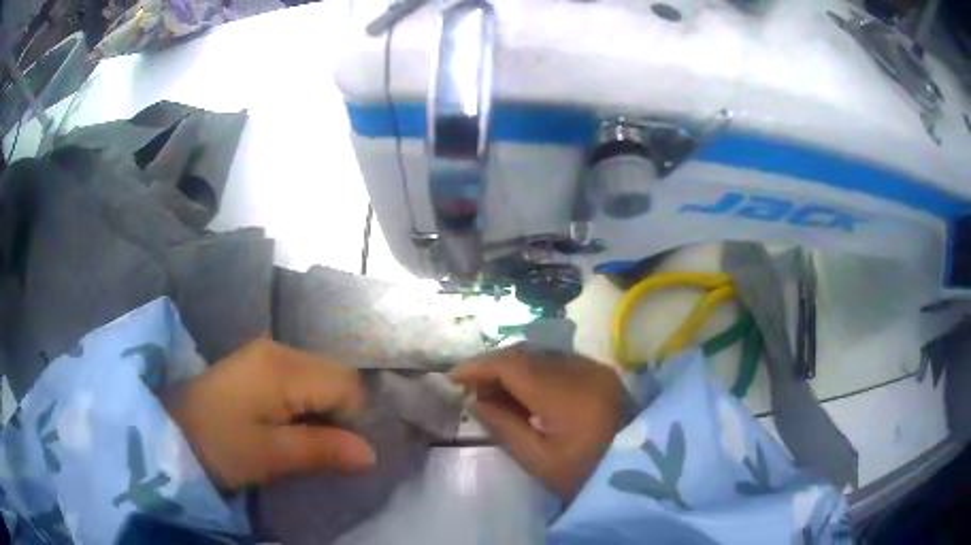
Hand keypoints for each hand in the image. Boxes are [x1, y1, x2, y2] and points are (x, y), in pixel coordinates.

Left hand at [163, 339, 375, 491]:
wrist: (170, 433)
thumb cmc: (219, 446)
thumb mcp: (270, 455)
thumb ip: (322, 450)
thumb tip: (371, 454)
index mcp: (283, 367)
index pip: (347, 385)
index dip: (352, 420)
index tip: (334, 451)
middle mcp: (279, 349)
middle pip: (335, 376)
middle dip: (338, 414)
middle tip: (317, 448)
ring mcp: (266, 353)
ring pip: (319, 377)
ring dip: (321, 410)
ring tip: (300, 439)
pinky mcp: (256, 365)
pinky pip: (300, 379)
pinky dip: (305, 404)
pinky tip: (286, 424)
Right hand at [451, 346, 625, 501]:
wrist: (640, 473)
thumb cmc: (587, 476)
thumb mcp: (539, 461)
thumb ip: (504, 427)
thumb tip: (475, 401)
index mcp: (567, 395)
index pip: (513, 365)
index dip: (478, 366)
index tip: (453, 377)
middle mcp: (583, 370)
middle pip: (527, 354)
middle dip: (494, 366)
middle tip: (472, 389)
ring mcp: (596, 368)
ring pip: (543, 355)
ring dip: (514, 367)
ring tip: (494, 392)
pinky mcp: (602, 373)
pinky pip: (559, 362)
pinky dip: (535, 371)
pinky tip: (525, 392)